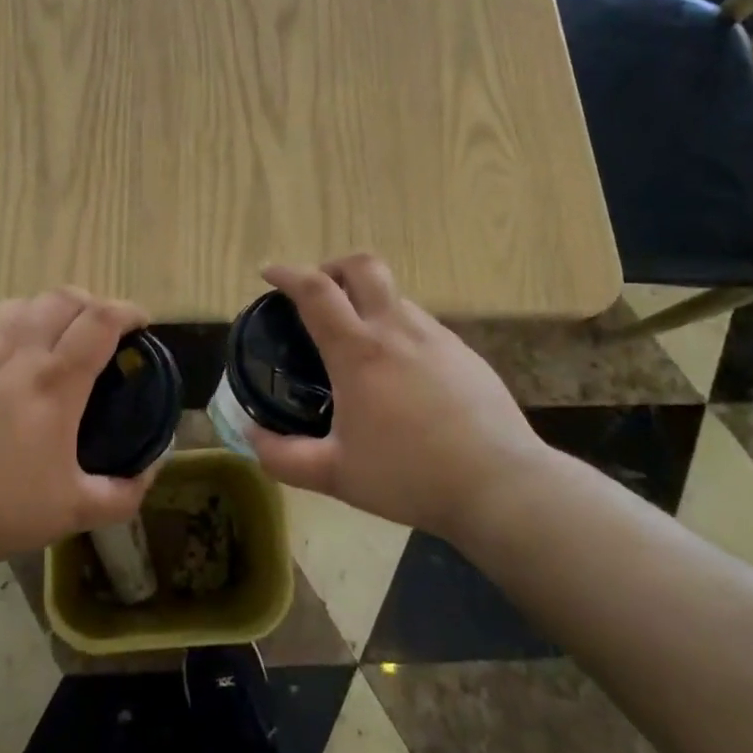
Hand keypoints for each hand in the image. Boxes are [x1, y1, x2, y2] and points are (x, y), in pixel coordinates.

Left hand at [0, 290, 157, 573]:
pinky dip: (2, 330)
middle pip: (61, 299)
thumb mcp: (72, 512)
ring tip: (49, 334)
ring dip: (44, 310)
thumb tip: (151, 470)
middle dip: (89, 303)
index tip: (140, 322)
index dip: (127, 311)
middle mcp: (16, 353)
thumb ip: (122, 493)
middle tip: (98, 327)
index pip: (100, 320)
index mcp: (54, 382)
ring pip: (17, 305)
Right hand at [251, 256, 555, 538]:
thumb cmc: (410, 476)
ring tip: (358, 343)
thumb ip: (283, 457)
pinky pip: (421, 325)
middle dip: (333, 266)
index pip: (316, 290)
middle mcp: (397, 330)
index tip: (269, 272)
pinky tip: (400, 373)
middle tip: (318, 293)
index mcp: (359, 351)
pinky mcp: (464, 353)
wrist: (501, 486)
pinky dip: (397, 329)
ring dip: (367, 302)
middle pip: (363, 266)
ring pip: (394, 296)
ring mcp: (437, 337)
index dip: (287, 274)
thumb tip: (251, 437)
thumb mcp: (335, 475)